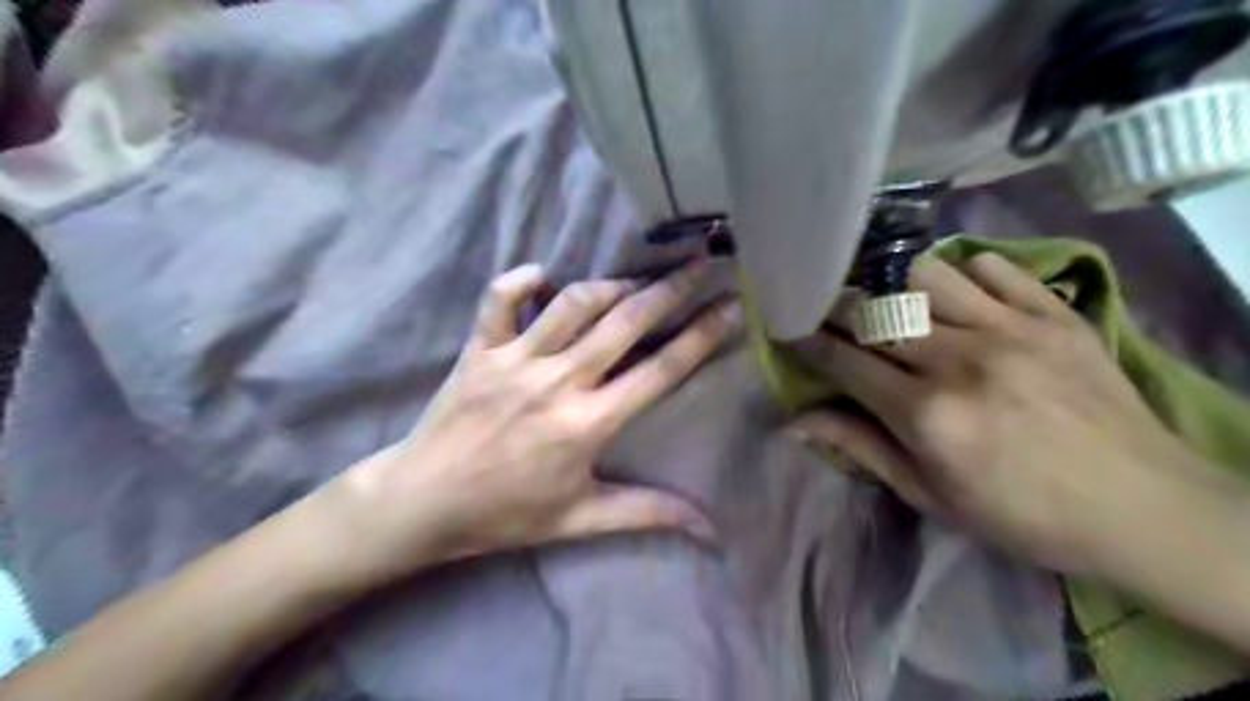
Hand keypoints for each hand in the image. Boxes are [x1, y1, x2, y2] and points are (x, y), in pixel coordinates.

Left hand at [332, 257, 740, 579]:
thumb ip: (647, 513)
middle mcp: (557, 382)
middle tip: (699, 263)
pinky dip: (519, 281)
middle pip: (624, 323)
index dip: (701, 336)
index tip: (730, 306)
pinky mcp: (478, 350)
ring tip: (634, 283)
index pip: (660, 371)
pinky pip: (498, 301)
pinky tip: (541, 274)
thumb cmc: (505, 513)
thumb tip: (709, 529)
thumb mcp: (580, 519)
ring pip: (571, 304)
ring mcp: (514, 360)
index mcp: (588, 423)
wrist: (423, 503)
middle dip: (669, 289)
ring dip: (609, 286)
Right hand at [785, 255, 1228, 576]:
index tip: (791, 330)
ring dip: (893, 282)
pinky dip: (965, 272)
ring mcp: (1011, 329)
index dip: (809, 342)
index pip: (846, 361)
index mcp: (927, 414)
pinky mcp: (1054, 314)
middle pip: (876, 311)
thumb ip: (861, 448)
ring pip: (926, 276)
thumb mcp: (930, 496)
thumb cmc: (1022, 513)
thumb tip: (794, 425)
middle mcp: (960, 360)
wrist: (1145, 508)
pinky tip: (957, 293)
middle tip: (827, 308)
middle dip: (838, 306)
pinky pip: (994, 267)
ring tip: (887, 297)